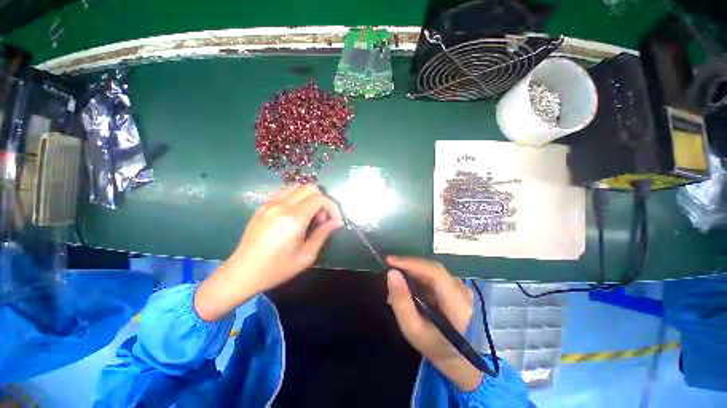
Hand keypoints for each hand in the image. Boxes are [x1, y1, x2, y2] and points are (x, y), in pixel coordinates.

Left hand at [195, 184, 342, 321]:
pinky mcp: (262, 206)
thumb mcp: (306, 256)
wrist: (242, 273)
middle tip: (321, 219)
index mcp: (294, 218)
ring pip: (296, 187)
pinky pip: (284, 193)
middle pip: (309, 187)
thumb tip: (337, 222)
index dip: (332, 207)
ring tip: (309, 215)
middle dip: (322, 200)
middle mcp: (281, 205)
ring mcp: (269, 204)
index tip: (335, 221)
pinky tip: (296, 214)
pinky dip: (296, 197)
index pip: (320, 199)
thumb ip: (323, 234)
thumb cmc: (277, 268)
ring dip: (309, 197)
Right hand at [386, 256, 482, 391]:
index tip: (390, 261)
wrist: (456, 355)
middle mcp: (463, 290)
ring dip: (412, 273)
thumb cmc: (433, 345)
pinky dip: (418, 278)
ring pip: (431, 270)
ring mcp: (461, 287)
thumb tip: (391, 273)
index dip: (412, 263)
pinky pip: (433, 275)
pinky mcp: (456, 286)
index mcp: (458, 305)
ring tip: (396, 284)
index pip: (435, 273)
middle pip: (432, 269)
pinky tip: (407, 287)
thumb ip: (401, 301)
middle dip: (409, 266)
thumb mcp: (412, 328)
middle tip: (389, 271)